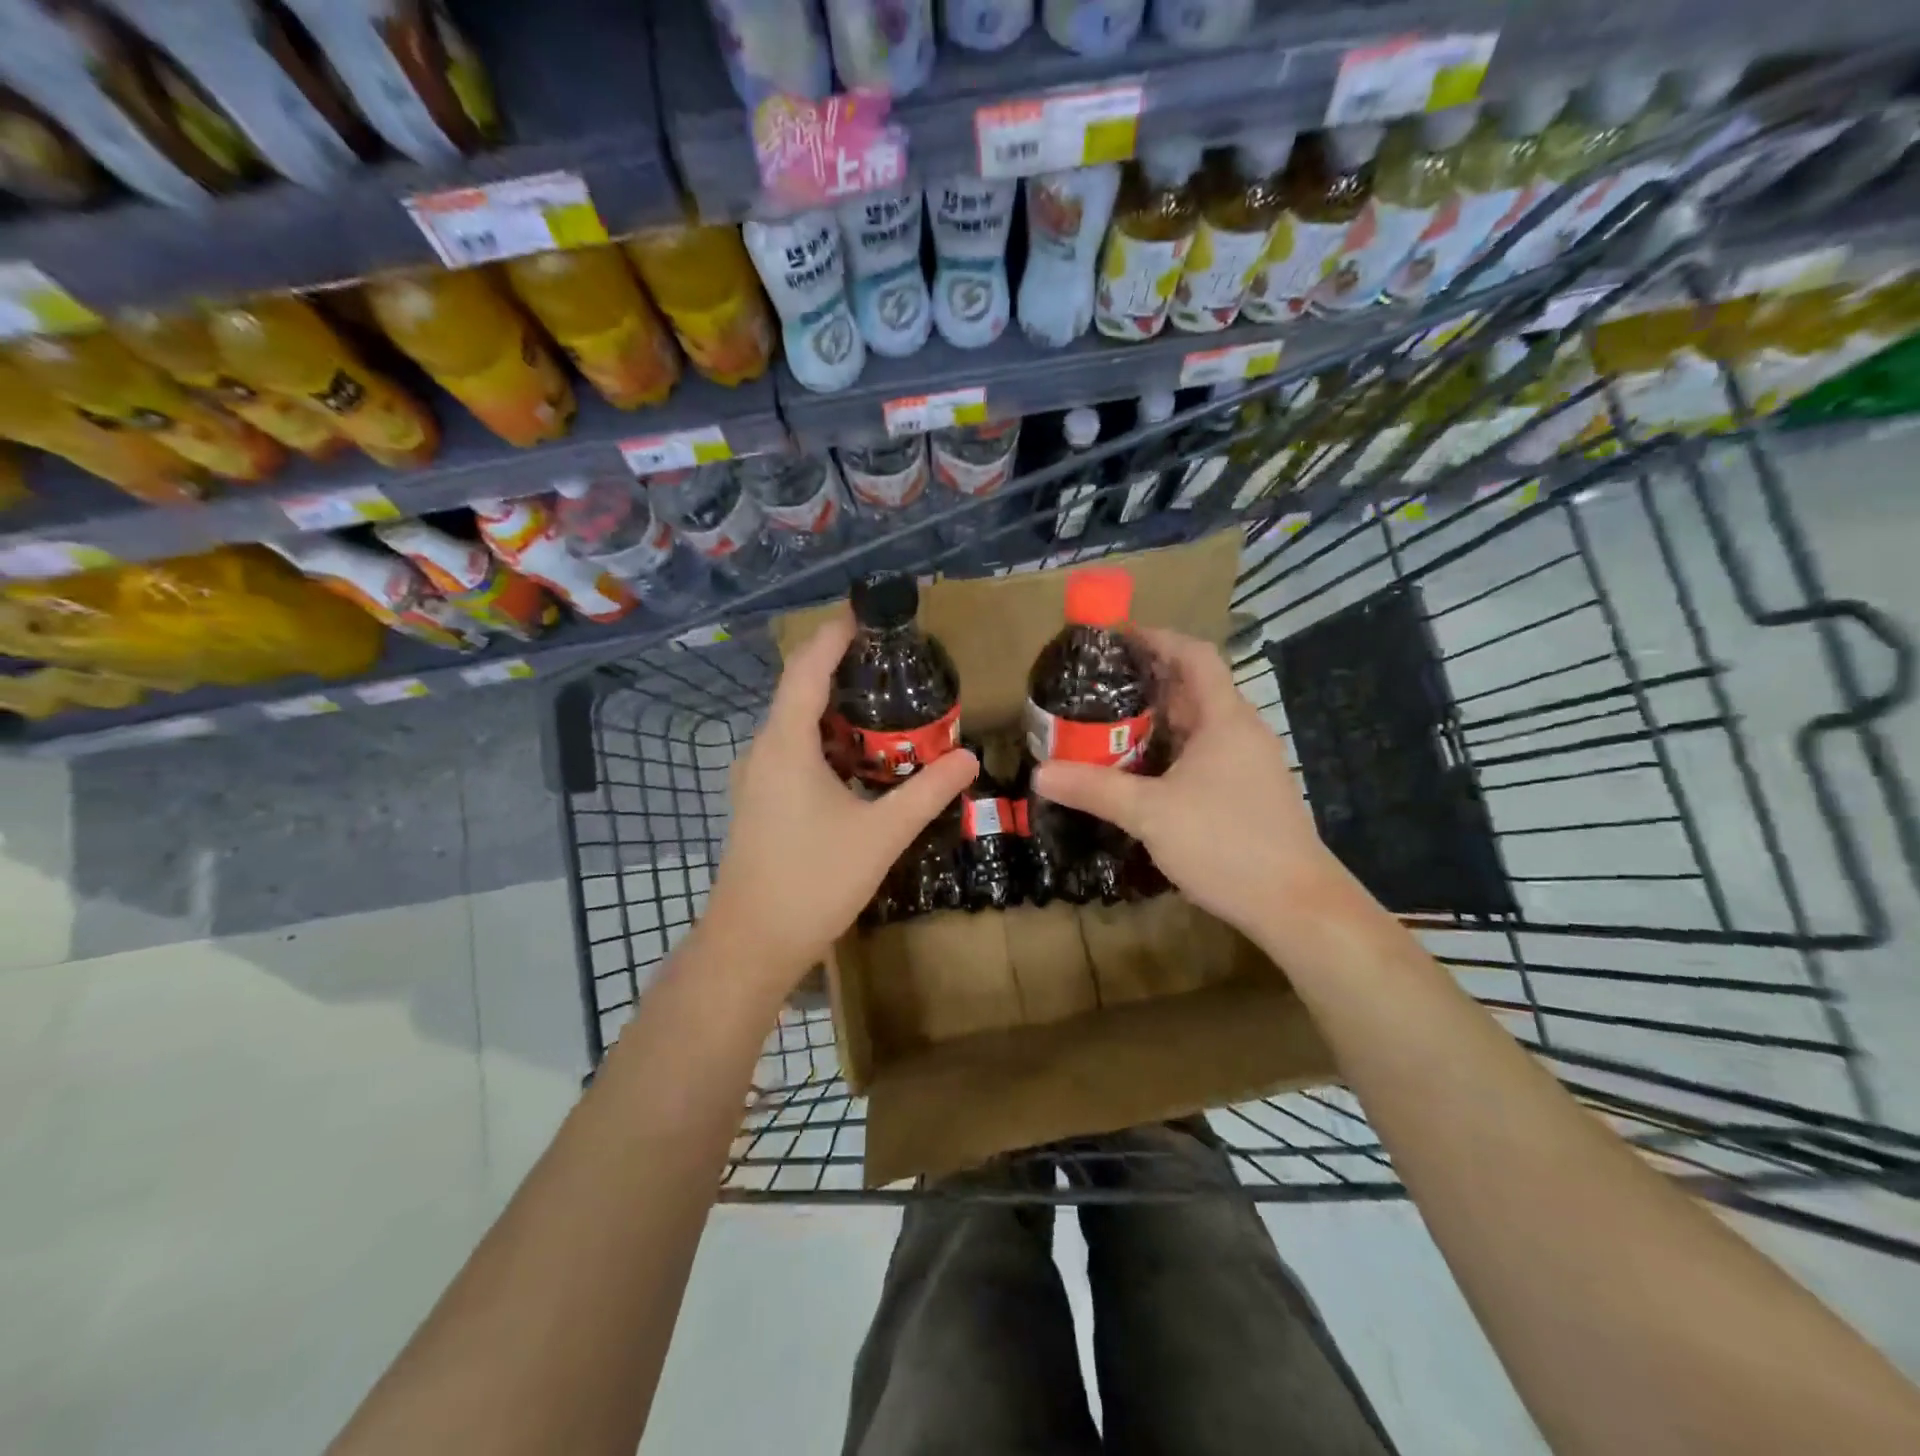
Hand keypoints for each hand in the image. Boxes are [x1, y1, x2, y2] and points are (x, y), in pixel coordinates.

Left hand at [701, 611, 978, 991]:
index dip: (834, 636)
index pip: (807, 669)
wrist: (752, 944)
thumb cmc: (813, 881)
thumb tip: (969, 757)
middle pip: (801, 692)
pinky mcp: (759, 802)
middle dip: (845, 672)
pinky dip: (827, 743)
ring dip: (838, 713)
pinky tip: (861, 760)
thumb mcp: (881, 834)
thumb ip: (928, 791)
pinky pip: (794, 753)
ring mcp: (756, 778)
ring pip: (797, 727)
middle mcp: (763, 751)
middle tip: (895, 665)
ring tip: (886, 707)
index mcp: (785, 745)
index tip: (867, 614)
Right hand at [1032, 628, 1346, 936]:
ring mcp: (1249, 764)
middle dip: (1148, 680)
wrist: (1296, 904)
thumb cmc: (1226, 843)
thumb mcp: (1151, 813)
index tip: (1117, 637)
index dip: (1158, 638)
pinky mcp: (1247, 793)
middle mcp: (1241, 732)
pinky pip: (1204, 754)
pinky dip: (1171, 751)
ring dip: (1158, 719)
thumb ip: (1094, 789)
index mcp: (1225, 719)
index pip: (1194, 656)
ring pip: (1198, 725)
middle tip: (1098, 684)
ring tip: (1110, 723)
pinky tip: (1142, 772)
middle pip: (1194, 688)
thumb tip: (1040, 773)